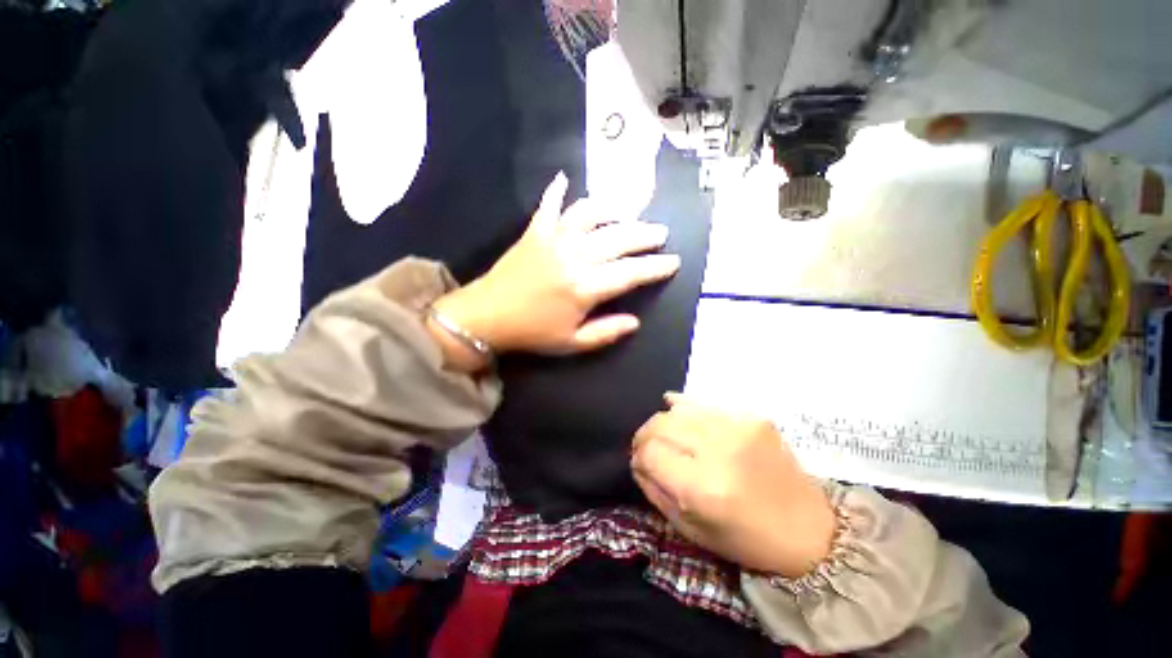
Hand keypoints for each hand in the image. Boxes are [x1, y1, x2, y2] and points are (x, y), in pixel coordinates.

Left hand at [432, 172, 679, 361]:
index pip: (631, 273)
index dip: (656, 267)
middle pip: (618, 239)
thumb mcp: (572, 343)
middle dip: (645, 235)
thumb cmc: (532, 333)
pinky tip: (564, 178)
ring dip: (613, 211)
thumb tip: (635, 322)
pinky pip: (549, 205)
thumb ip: (606, 332)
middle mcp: (575, 257)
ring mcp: (554, 239)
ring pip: (592, 216)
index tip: (674, 262)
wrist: (487, 316)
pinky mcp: (535, 232)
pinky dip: (557, 191)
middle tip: (661, 233)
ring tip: (627, 211)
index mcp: (585, 288)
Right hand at [630, 394, 835, 577]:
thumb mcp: (690, 529)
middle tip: (646, 447)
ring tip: (666, 434)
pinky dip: (685, 409)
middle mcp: (718, 450)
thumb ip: (655, 490)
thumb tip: (637, 461)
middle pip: (659, 425)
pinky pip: (703, 404)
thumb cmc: (746, 539)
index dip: (637, 456)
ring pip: (678, 410)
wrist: (810, 529)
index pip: (649, 453)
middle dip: (645, 435)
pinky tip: (679, 412)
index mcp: (702, 489)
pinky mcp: (752, 417)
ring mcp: (737, 427)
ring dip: (664, 422)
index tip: (639, 463)